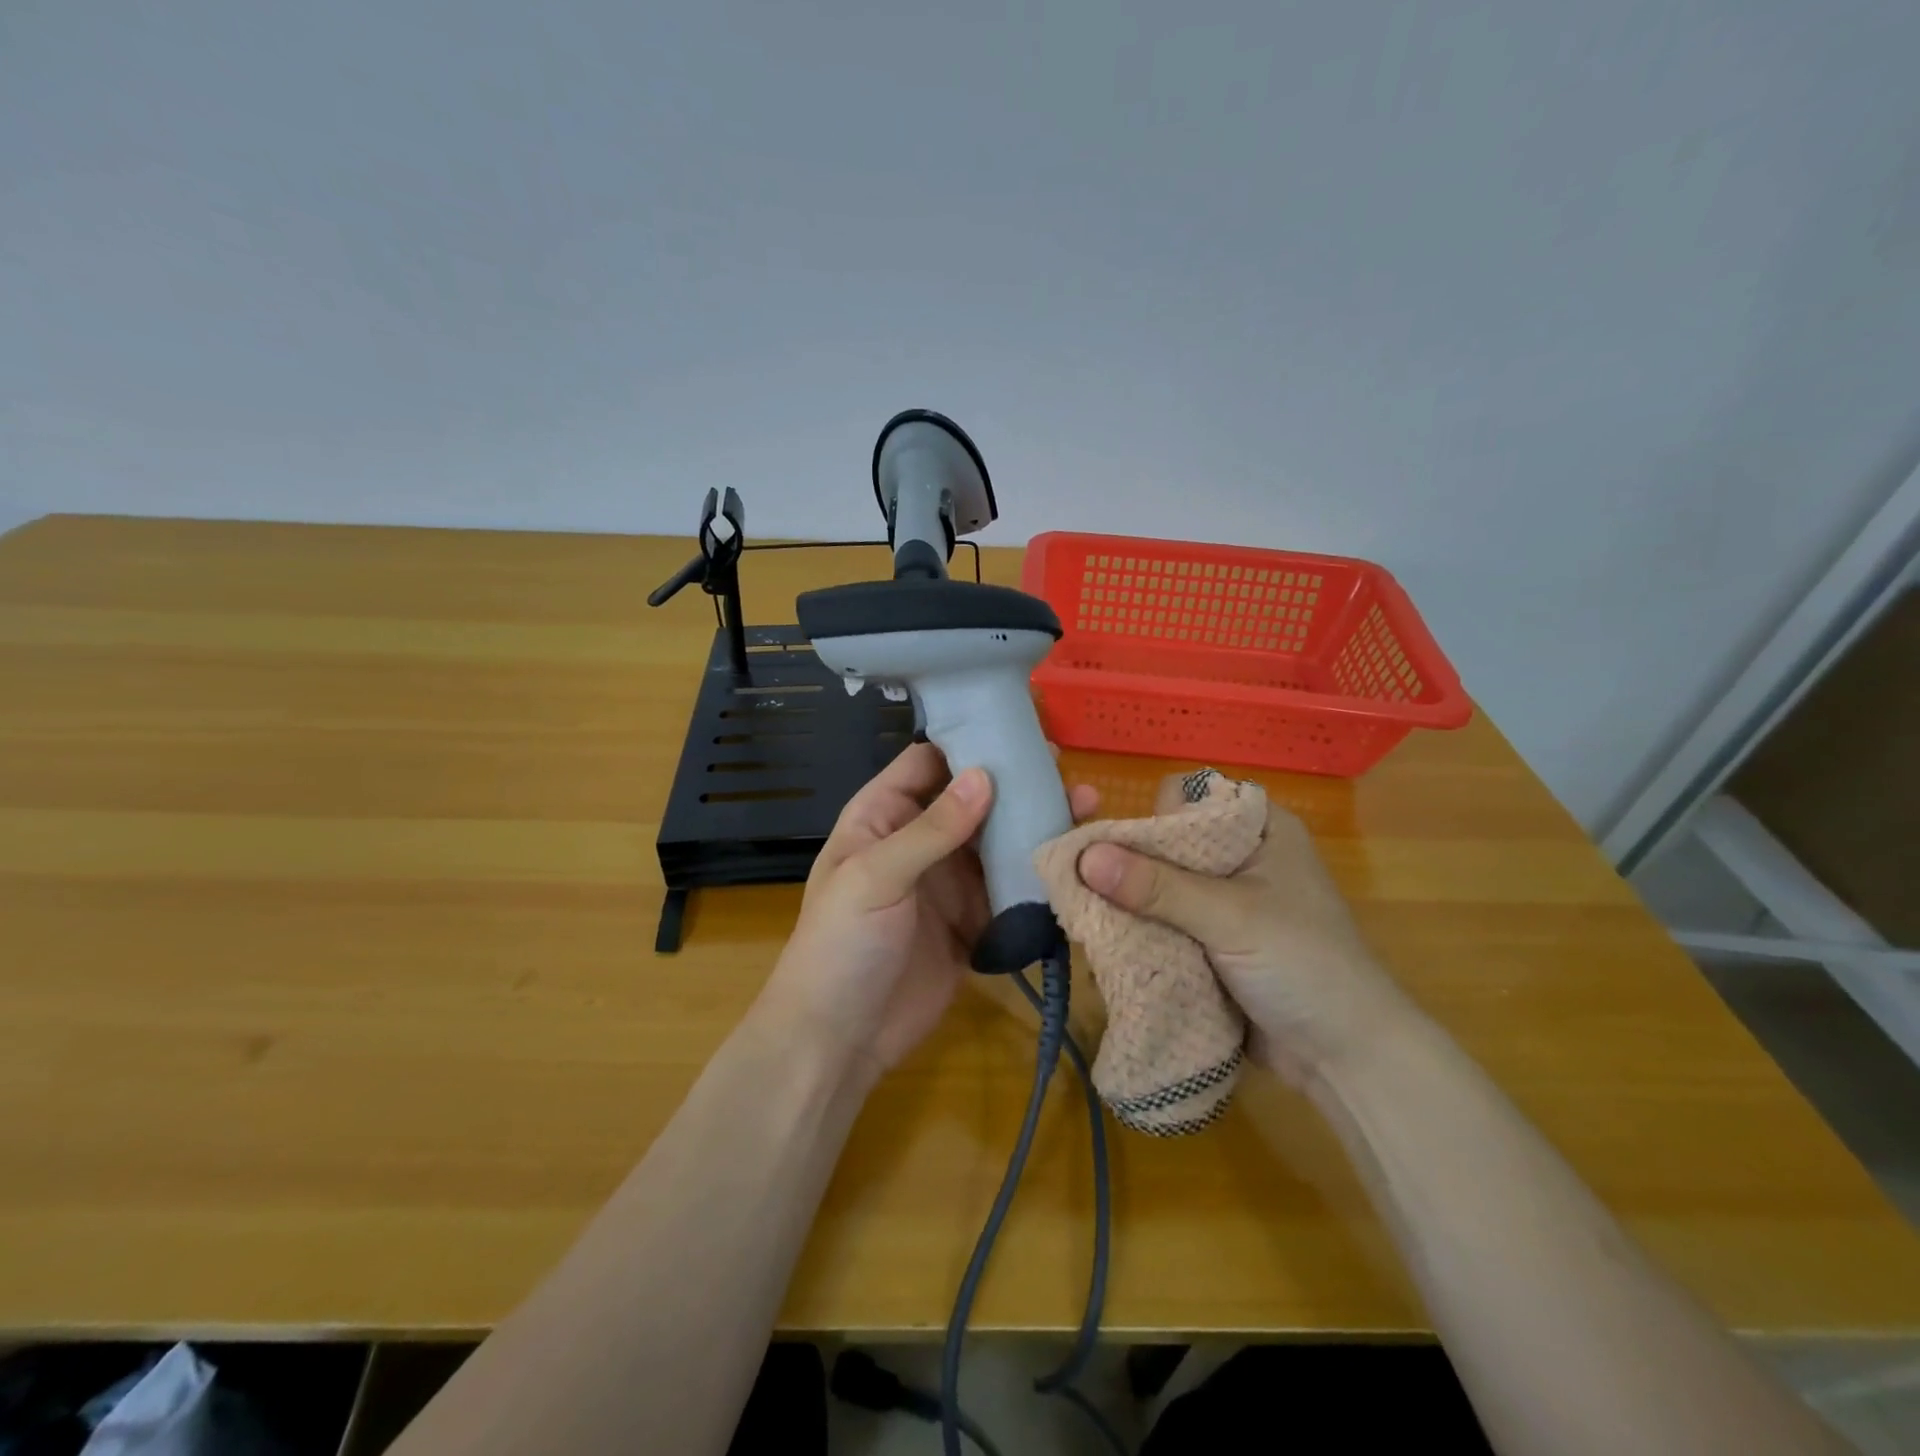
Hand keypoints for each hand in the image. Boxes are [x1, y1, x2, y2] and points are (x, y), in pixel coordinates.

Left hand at [760, 743, 1096, 1080]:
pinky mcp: (975, 921)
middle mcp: (920, 841)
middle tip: (1065, 770)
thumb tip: (985, 775)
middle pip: (973, 799)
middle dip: (1015, 783)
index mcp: (884, 816)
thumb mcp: (875, 876)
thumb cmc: (840, 945)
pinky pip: (1010, 888)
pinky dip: (1039, 875)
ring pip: (998, 841)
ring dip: (1035, 825)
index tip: (1018, 728)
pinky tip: (1074, 860)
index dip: (967, 741)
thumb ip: (931, 829)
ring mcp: (949, 882)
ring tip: (1084, 806)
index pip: (928, 762)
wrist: (839, 1040)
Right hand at [1076, 775, 1416, 1088]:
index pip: (1187, 799)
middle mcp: (1237, 857)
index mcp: (1257, 829)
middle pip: (1165, 845)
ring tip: (1090, 922)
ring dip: (1128, 906)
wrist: (1347, 1059)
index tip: (1121, 850)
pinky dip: (1139, 934)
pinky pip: (1162, 924)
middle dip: (1127, 867)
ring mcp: (1222, 902)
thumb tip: (1084, 858)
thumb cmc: (1304, 966)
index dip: (1151, 817)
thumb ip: (1157, 887)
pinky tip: (1109, 948)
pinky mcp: (1210, 942)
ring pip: (1157, 887)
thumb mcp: (1230, 918)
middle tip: (1088, 890)